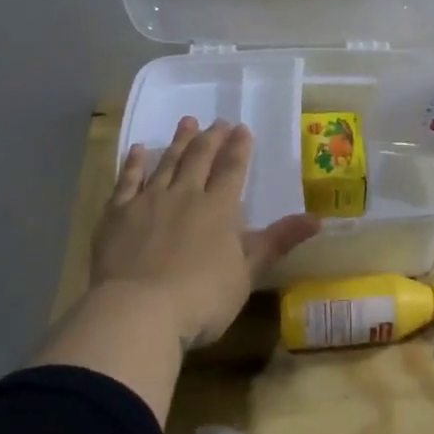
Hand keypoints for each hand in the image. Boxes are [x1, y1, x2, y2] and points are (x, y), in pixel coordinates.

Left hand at [92, 117, 319, 349]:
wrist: (138, 312)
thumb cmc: (202, 298)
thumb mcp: (248, 273)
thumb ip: (278, 241)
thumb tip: (317, 219)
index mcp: (219, 209)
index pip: (232, 170)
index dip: (239, 148)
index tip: (242, 128)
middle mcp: (185, 195)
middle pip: (200, 159)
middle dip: (210, 139)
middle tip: (217, 121)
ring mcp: (148, 202)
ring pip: (166, 163)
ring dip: (178, 142)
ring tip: (187, 122)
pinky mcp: (117, 215)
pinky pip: (127, 180)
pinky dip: (134, 163)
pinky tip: (138, 149)